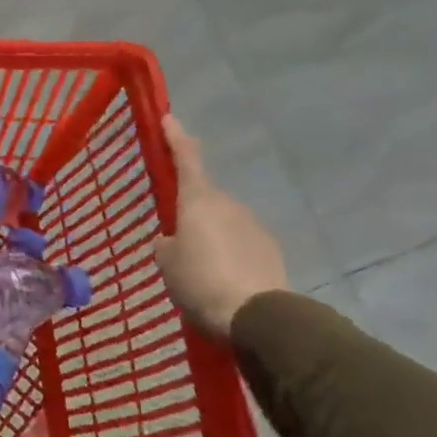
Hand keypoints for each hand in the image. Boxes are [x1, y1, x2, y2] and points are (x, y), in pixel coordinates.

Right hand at [156, 116, 287, 339]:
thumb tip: (172, 240)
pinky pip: (240, 244)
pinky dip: (229, 254)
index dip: (175, 137)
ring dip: (210, 235)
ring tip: (198, 266)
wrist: (260, 318)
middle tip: (174, 233)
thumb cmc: (201, 281)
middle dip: (190, 209)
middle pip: (204, 196)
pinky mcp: (271, 251)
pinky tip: (221, 278)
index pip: (186, 157)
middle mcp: (228, 204)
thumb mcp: (167, 263)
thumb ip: (166, 245)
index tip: (168, 117)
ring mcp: (254, 226)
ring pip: (223, 221)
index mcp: (198, 199)